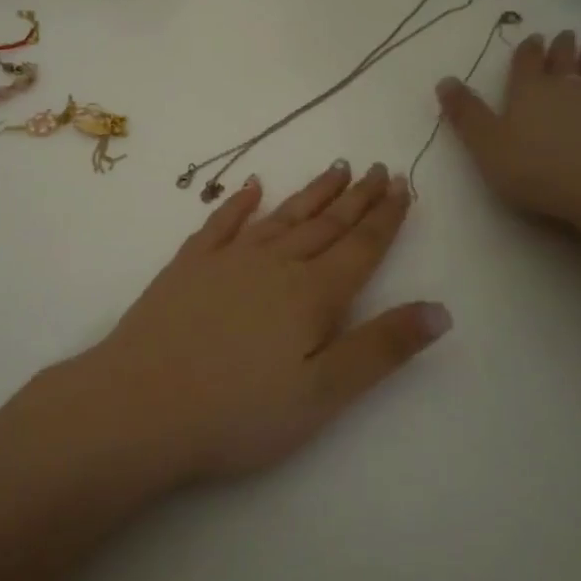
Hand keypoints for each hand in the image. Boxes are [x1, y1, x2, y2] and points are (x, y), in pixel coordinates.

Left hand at [61, 162, 449, 486]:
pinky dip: (239, 202)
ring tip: (335, 169)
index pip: (361, 247)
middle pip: (325, 224)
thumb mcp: (323, 394)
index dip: (385, 217)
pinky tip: (251, 187)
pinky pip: (221, 223)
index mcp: (311, 295)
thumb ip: (381, 348)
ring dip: (311, 193)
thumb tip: (440, 309)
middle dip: (356, 198)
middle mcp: (273, 264)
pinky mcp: (187, 265)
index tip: (402, 183)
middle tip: (376, 168)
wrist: (140, 404)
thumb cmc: (238, 412)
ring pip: (281, 217)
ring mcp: (226, 260)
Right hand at [436, 30, 580, 243]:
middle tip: (566, 34)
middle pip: (566, 63)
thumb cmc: (539, 170)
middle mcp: (572, 91)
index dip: (527, 51)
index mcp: (530, 93)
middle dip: (563, 48)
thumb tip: (445, 79)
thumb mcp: (486, 145)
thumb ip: (466, 114)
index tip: (533, 37)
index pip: (526, 64)